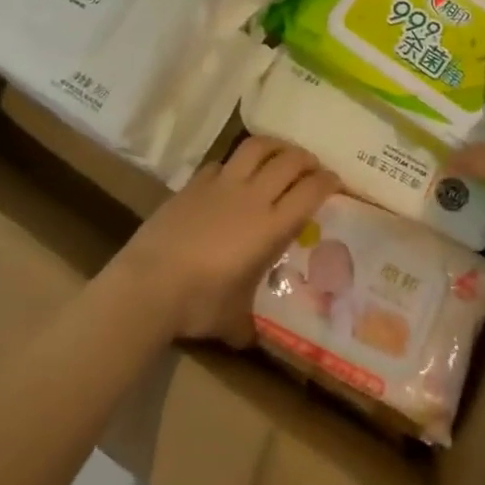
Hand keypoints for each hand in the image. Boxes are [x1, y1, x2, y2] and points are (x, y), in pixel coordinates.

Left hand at [114, 137, 338, 343]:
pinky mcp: (194, 183)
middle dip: (307, 159)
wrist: (148, 283)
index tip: (336, 181)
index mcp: (271, 227)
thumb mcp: (232, 320)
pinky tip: (234, 175)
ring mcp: (221, 185)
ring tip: (281, 153)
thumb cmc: (199, 303)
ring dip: (275, 146)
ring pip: (256, 148)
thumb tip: (250, 339)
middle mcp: (252, 197)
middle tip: (312, 167)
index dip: (328, 182)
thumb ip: (247, 323)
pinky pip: (222, 162)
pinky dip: (235, 163)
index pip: (310, 192)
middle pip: (289, 161)